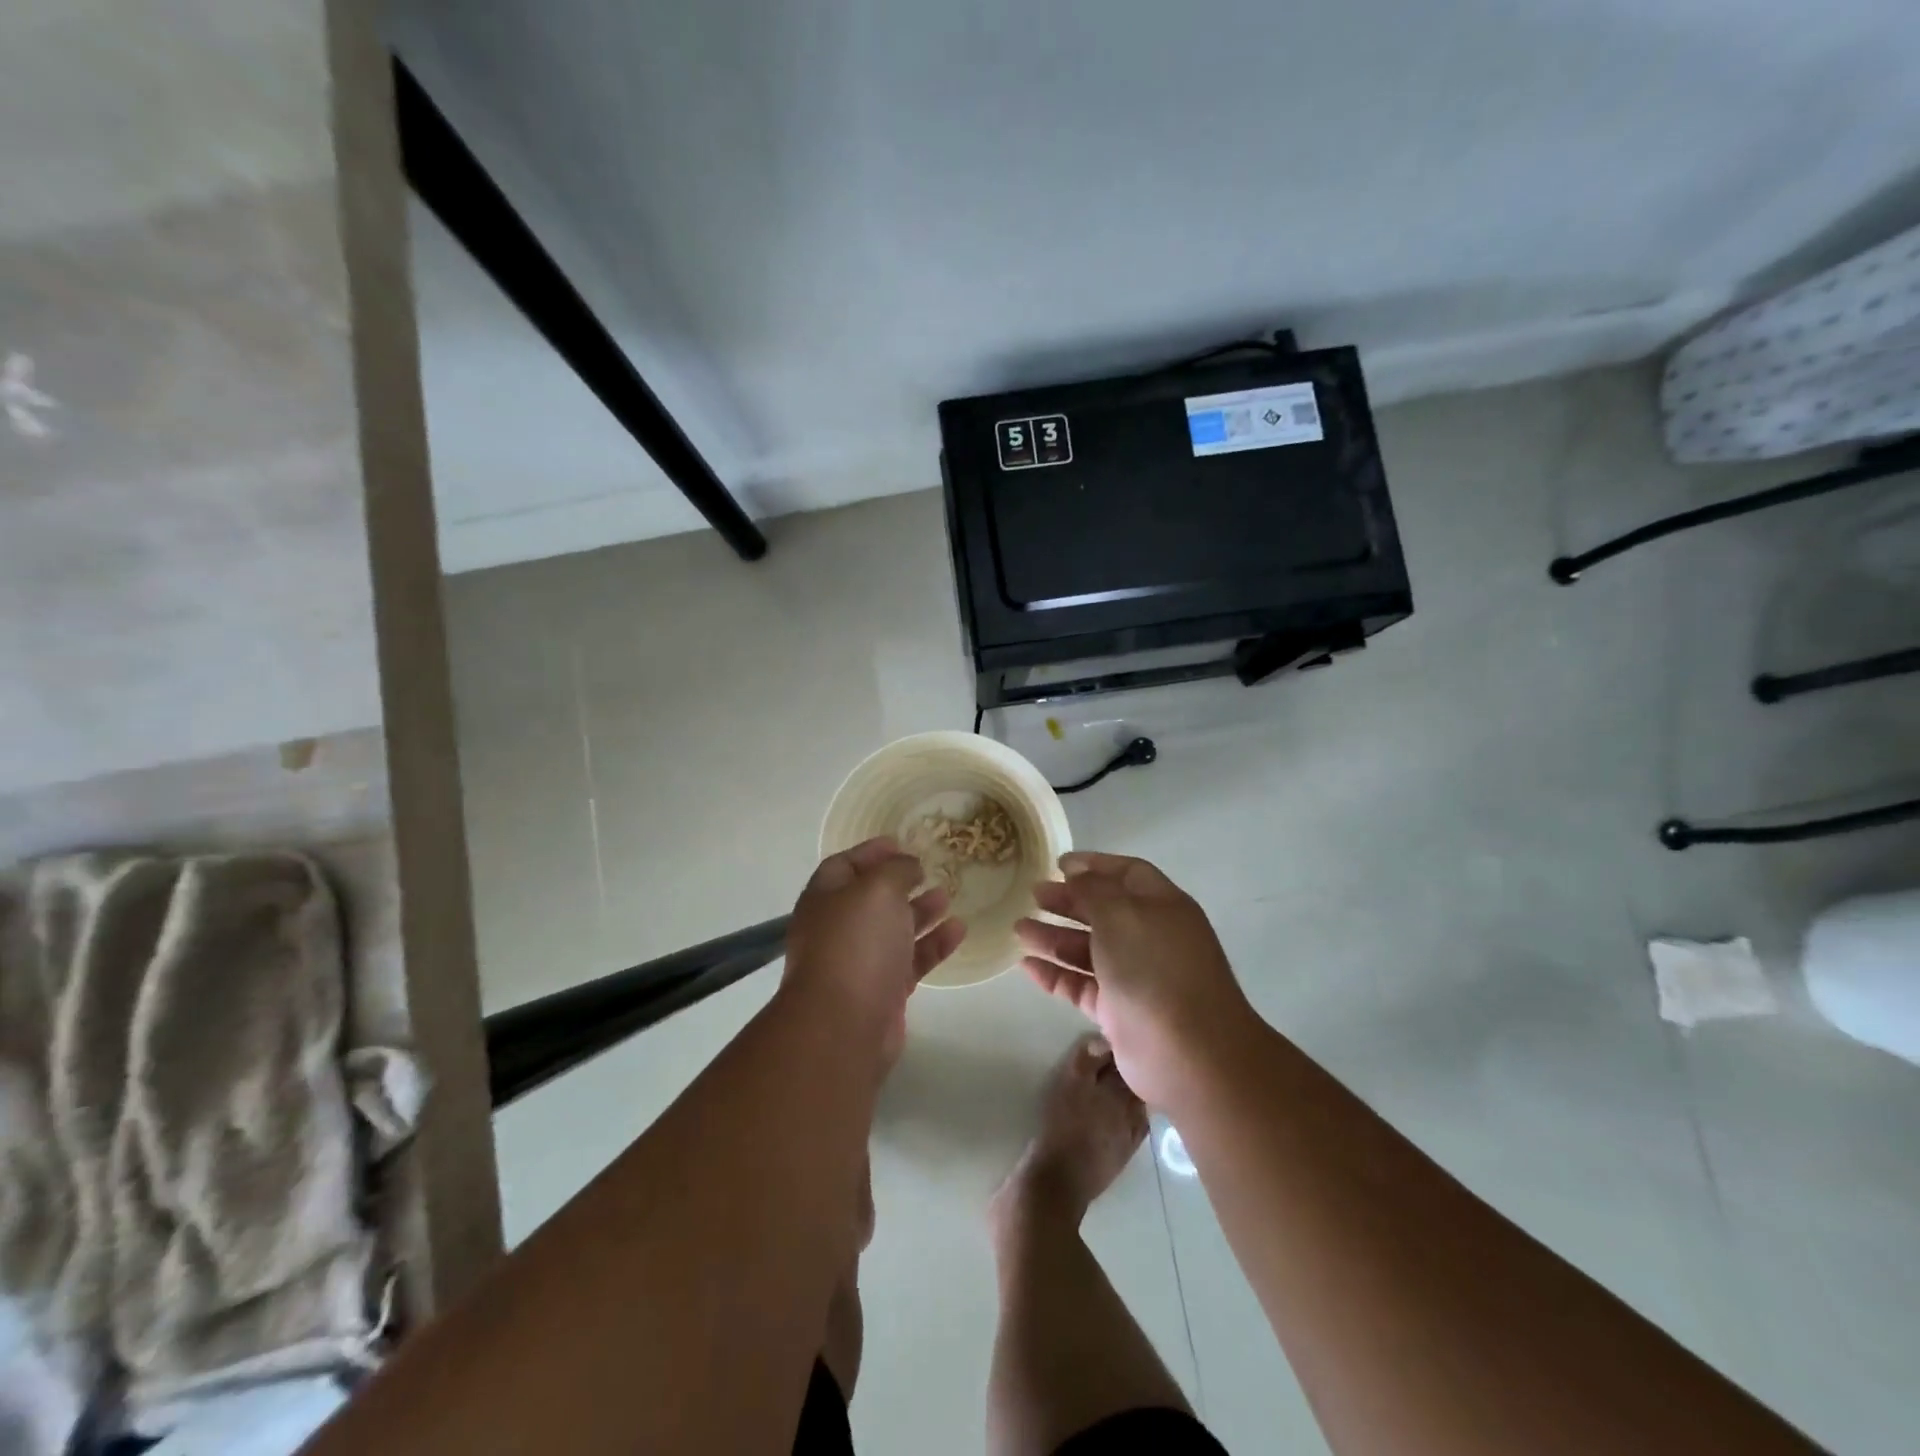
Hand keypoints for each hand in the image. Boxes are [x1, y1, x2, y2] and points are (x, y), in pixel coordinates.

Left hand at [783, 837, 964, 1067]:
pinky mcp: (883, 991)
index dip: (871, 852)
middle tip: (930, 870)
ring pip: (894, 929)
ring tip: (948, 896)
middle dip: (900, 882)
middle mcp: (839, 928)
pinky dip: (934, 944)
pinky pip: (911, 960)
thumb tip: (908, 866)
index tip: (902, 843)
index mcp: (825, 898)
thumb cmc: (856, 944)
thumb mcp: (878, 890)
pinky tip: (959, 931)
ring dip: (921, 911)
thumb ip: (896, 870)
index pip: (844, 865)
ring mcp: (860, 961)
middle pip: (871, 898)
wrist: (844, 1024)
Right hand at [1015, 852, 1255, 1108]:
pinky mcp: (1119, 1012)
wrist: (1189, 1053)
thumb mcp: (1120, 914)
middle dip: (1068, 901)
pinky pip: (1081, 986)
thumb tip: (1076, 875)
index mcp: (1162, 906)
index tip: (1058, 864)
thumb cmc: (1154, 968)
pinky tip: (1027, 966)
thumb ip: (1093, 890)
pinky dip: (1056, 974)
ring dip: (1054, 937)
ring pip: (1088, 950)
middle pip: (1104, 911)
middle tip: (1033, 895)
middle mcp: (1151, 938)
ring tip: (1019, 929)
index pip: (1128, 873)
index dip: (1095, 865)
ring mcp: (1135, 977)